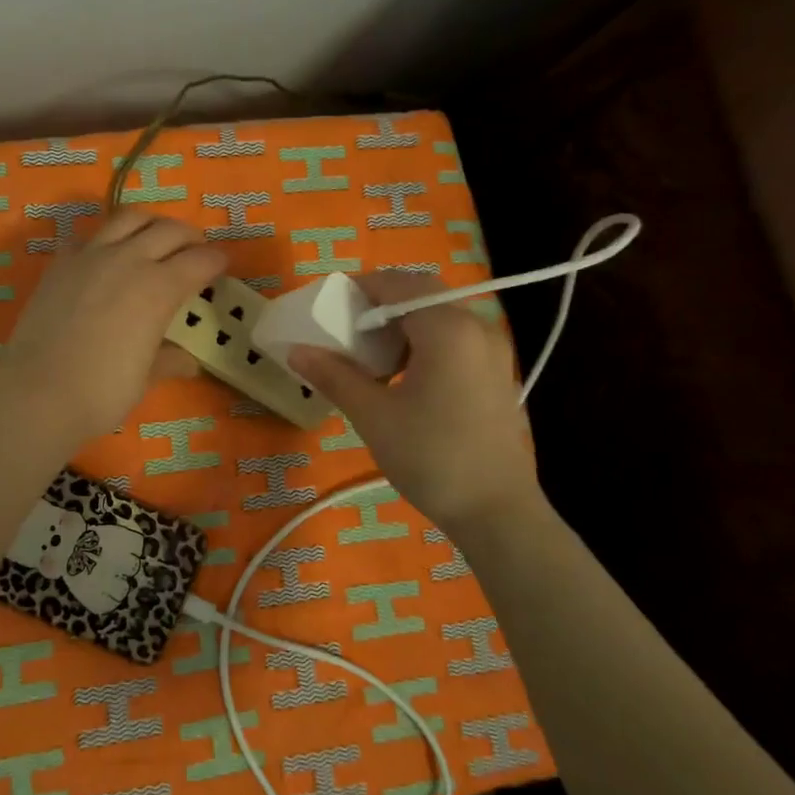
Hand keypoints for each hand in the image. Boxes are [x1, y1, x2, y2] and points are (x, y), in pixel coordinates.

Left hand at [0, 208, 225, 446]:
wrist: (37, 393)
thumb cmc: (101, 391)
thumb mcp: (144, 378)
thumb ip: (168, 361)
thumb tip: (188, 361)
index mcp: (159, 288)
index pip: (200, 261)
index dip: (216, 261)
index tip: (221, 265)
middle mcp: (129, 260)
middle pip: (169, 230)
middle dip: (189, 236)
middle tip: (194, 250)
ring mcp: (90, 256)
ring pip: (128, 218)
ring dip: (150, 224)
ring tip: (154, 239)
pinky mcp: (60, 263)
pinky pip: (89, 237)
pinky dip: (105, 240)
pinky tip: (105, 257)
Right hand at [287, 271, 544, 535]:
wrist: (496, 511)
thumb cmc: (432, 457)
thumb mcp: (373, 415)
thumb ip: (334, 375)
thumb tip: (297, 350)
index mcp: (447, 328)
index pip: (398, 283)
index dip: (360, 288)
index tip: (329, 307)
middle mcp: (476, 326)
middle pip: (421, 294)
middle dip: (380, 304)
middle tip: (346, 330)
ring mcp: (492, 350)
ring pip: (439, 316)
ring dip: (402, 323)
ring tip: (370, 355)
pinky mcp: (497, 372)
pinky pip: (454, 338)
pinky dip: (423, 341)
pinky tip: (403, 375)